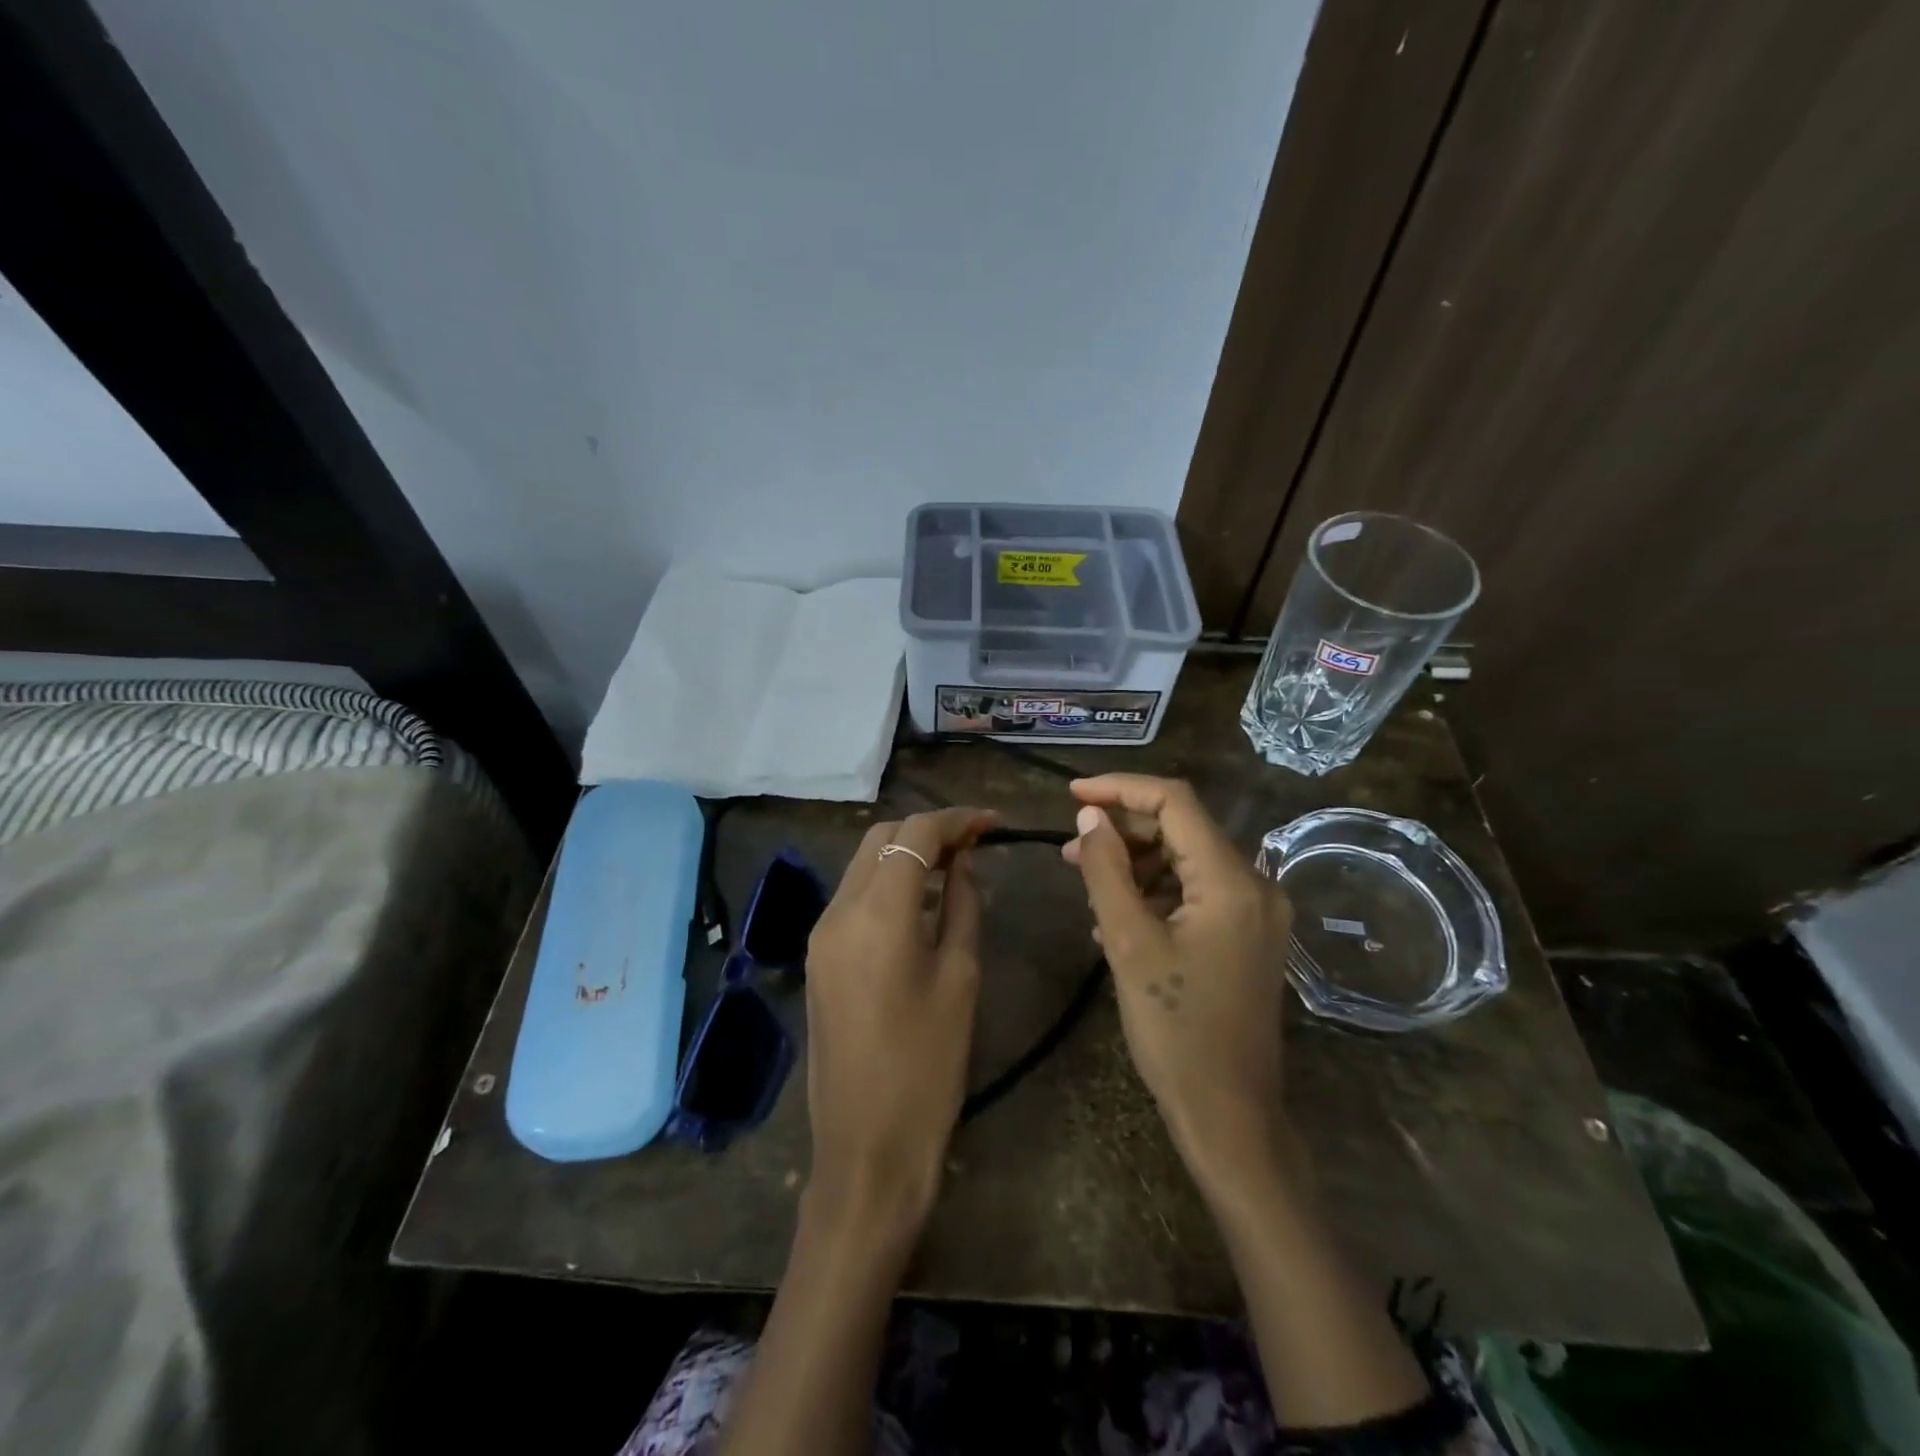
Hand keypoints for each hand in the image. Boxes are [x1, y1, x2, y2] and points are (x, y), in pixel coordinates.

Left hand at [803, 806, 996, 1241]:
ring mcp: (821, 934)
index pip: (914, 833)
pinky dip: (888, 883)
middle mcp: (838, 911)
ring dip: (906, 853)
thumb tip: (963, 864)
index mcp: (877, 914)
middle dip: (928, 829)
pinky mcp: (818, 957)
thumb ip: (962, 907)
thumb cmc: (928, 1066)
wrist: (866, 1148)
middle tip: (975, 844)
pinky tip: (921, 902)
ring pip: (864, 863)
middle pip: (881, 837)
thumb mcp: (960, 978)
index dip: (956, 819)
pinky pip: (854, 897)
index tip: (993, 823)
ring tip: (955, 866)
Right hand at [1062, 775, 1293, 1188]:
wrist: (1229, 1116)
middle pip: (1181, 829)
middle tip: (1070, 847)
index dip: (1120, 789)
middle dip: (1123, 830)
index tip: (1071, 794)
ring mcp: (1254, 913)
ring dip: (1134, 862)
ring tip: (1084, 878)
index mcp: (1232, 881)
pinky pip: (1194, 894)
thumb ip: (1106, 870)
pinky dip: (1153, 893)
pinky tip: (1113, 914)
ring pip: (1185, 861)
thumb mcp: (1129, 943)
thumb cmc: (1176, 1031)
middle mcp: (1255, 885)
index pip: (1175, 802)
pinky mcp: (1245, 937)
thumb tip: (1090, 816)